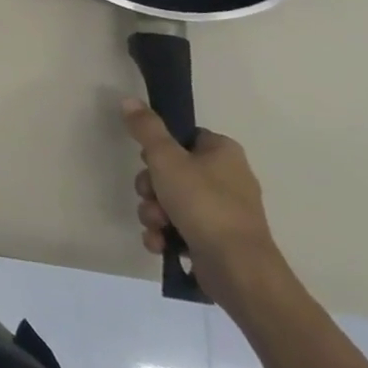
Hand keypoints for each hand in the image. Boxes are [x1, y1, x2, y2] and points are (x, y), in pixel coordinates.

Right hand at [123, 98, 286, 309]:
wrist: (237, 268)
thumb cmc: (204, 204)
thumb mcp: (167, 159)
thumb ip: (146, 129)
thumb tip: (129, 99)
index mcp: (223, 153)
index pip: (183, 137)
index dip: (159, 149)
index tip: (150, 161)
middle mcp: (226, 178)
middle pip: (170, 171)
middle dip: (151, 188)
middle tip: (152, 196)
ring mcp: (222, 211)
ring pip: (170, 201)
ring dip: (153, 212)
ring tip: (158, 225)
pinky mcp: (215, 238)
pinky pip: (179, 227)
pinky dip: (165, 234)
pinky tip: (161, 243)